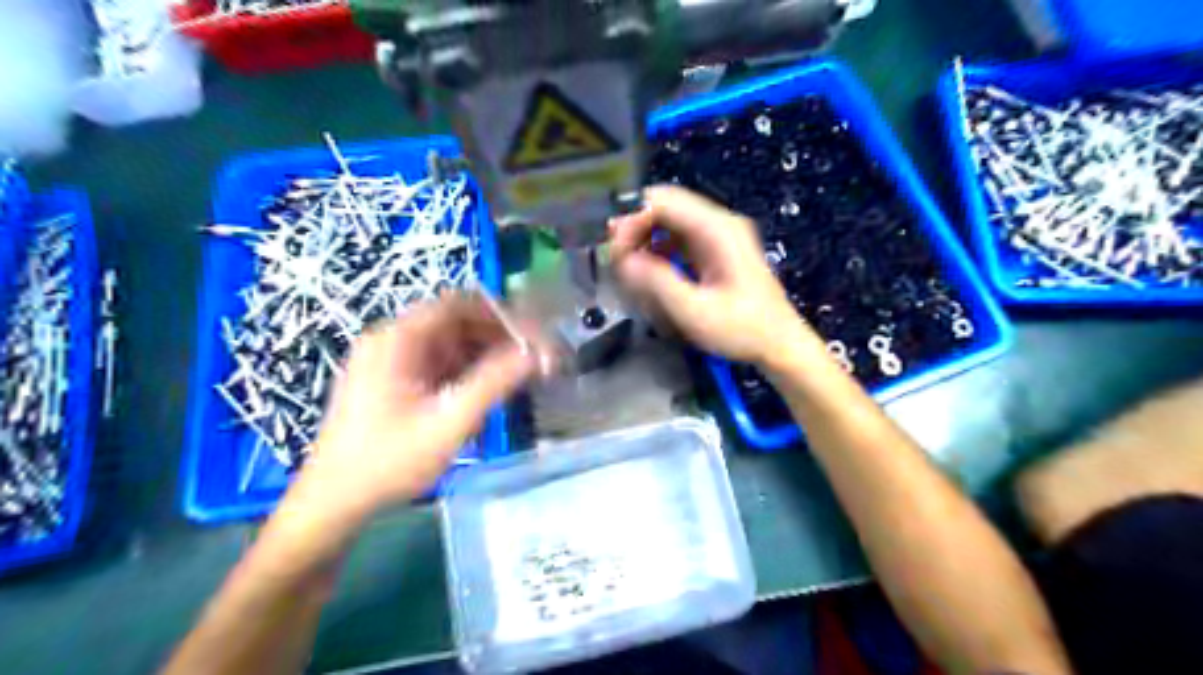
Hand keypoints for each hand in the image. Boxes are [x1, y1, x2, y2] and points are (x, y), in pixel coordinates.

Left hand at [288, 293, 552, 521]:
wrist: (333, 503)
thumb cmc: (389, 461)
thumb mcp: (449, 422)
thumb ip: (495, 382)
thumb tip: (538, 352)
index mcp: (398, 338)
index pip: (460, 304)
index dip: (502, 315)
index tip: (534, 338)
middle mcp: (393, 339)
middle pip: (457, 321)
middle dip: (499, 337)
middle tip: (534, 361)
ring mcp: (392, 360)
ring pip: (451, 343)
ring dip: (487, 355)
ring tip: (519, 377)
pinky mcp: (394, 381)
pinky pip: (440, 363)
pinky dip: (469, 371)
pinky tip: (489, 391)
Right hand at [612, 186, 816, 367]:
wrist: (780, 345)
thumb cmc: (742, 330)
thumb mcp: (694, 311)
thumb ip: (657, 282)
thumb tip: (622, 260)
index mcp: (718, 230)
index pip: (663, 202)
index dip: (632, 220)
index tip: (614, 251)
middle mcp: (719, 223)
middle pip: (665, 206)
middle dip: (635, 228)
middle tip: (615, 259)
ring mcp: (719, 235)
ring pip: (669, 221)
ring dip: (644, 238)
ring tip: (627, 267)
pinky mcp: (716, 250)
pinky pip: (678, 237)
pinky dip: (658, 249)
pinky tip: (649, 272)